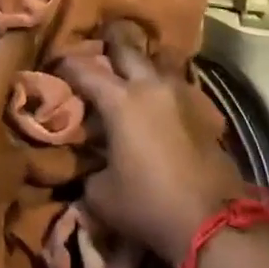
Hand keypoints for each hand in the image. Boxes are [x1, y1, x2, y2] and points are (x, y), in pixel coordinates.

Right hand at [59, 21, 247, 262]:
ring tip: (130, 73)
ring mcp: (182, 96)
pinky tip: (157, 102)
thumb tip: (92, 162)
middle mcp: (151, 87)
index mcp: (120, 101)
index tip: (55, 62)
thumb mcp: (101, 194)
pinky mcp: (204, 112)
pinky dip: (162, 88)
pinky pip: (177, 87)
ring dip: (141, 64)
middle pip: (127, 49)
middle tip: (97, 48)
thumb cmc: (148, 204)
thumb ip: (90, 168)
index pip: (85, 70)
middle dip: (109, 45)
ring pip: (158, 63)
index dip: (66, 64)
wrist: (213, 222)